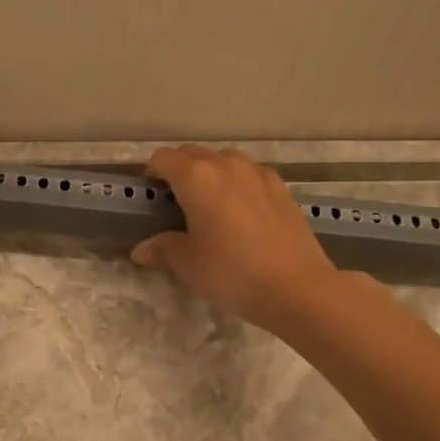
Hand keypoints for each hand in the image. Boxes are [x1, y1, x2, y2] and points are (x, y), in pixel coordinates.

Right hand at [131, 145, 341, 331]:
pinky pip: (249, 173)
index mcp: (196, 178)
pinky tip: (241, 212)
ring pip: (223, 160)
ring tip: (210, 205)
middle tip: (176, 203)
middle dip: (179, 171)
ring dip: (210, 173)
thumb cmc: (233, 273)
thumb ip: (163, 249)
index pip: (163, 158)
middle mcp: (226, 165)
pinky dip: (237, 183)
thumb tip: (141, 250)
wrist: (297, 287)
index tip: (152, 197)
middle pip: (193, 153)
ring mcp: (258, 173)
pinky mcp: (281, 187)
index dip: (152, 174)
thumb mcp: (189, 265)